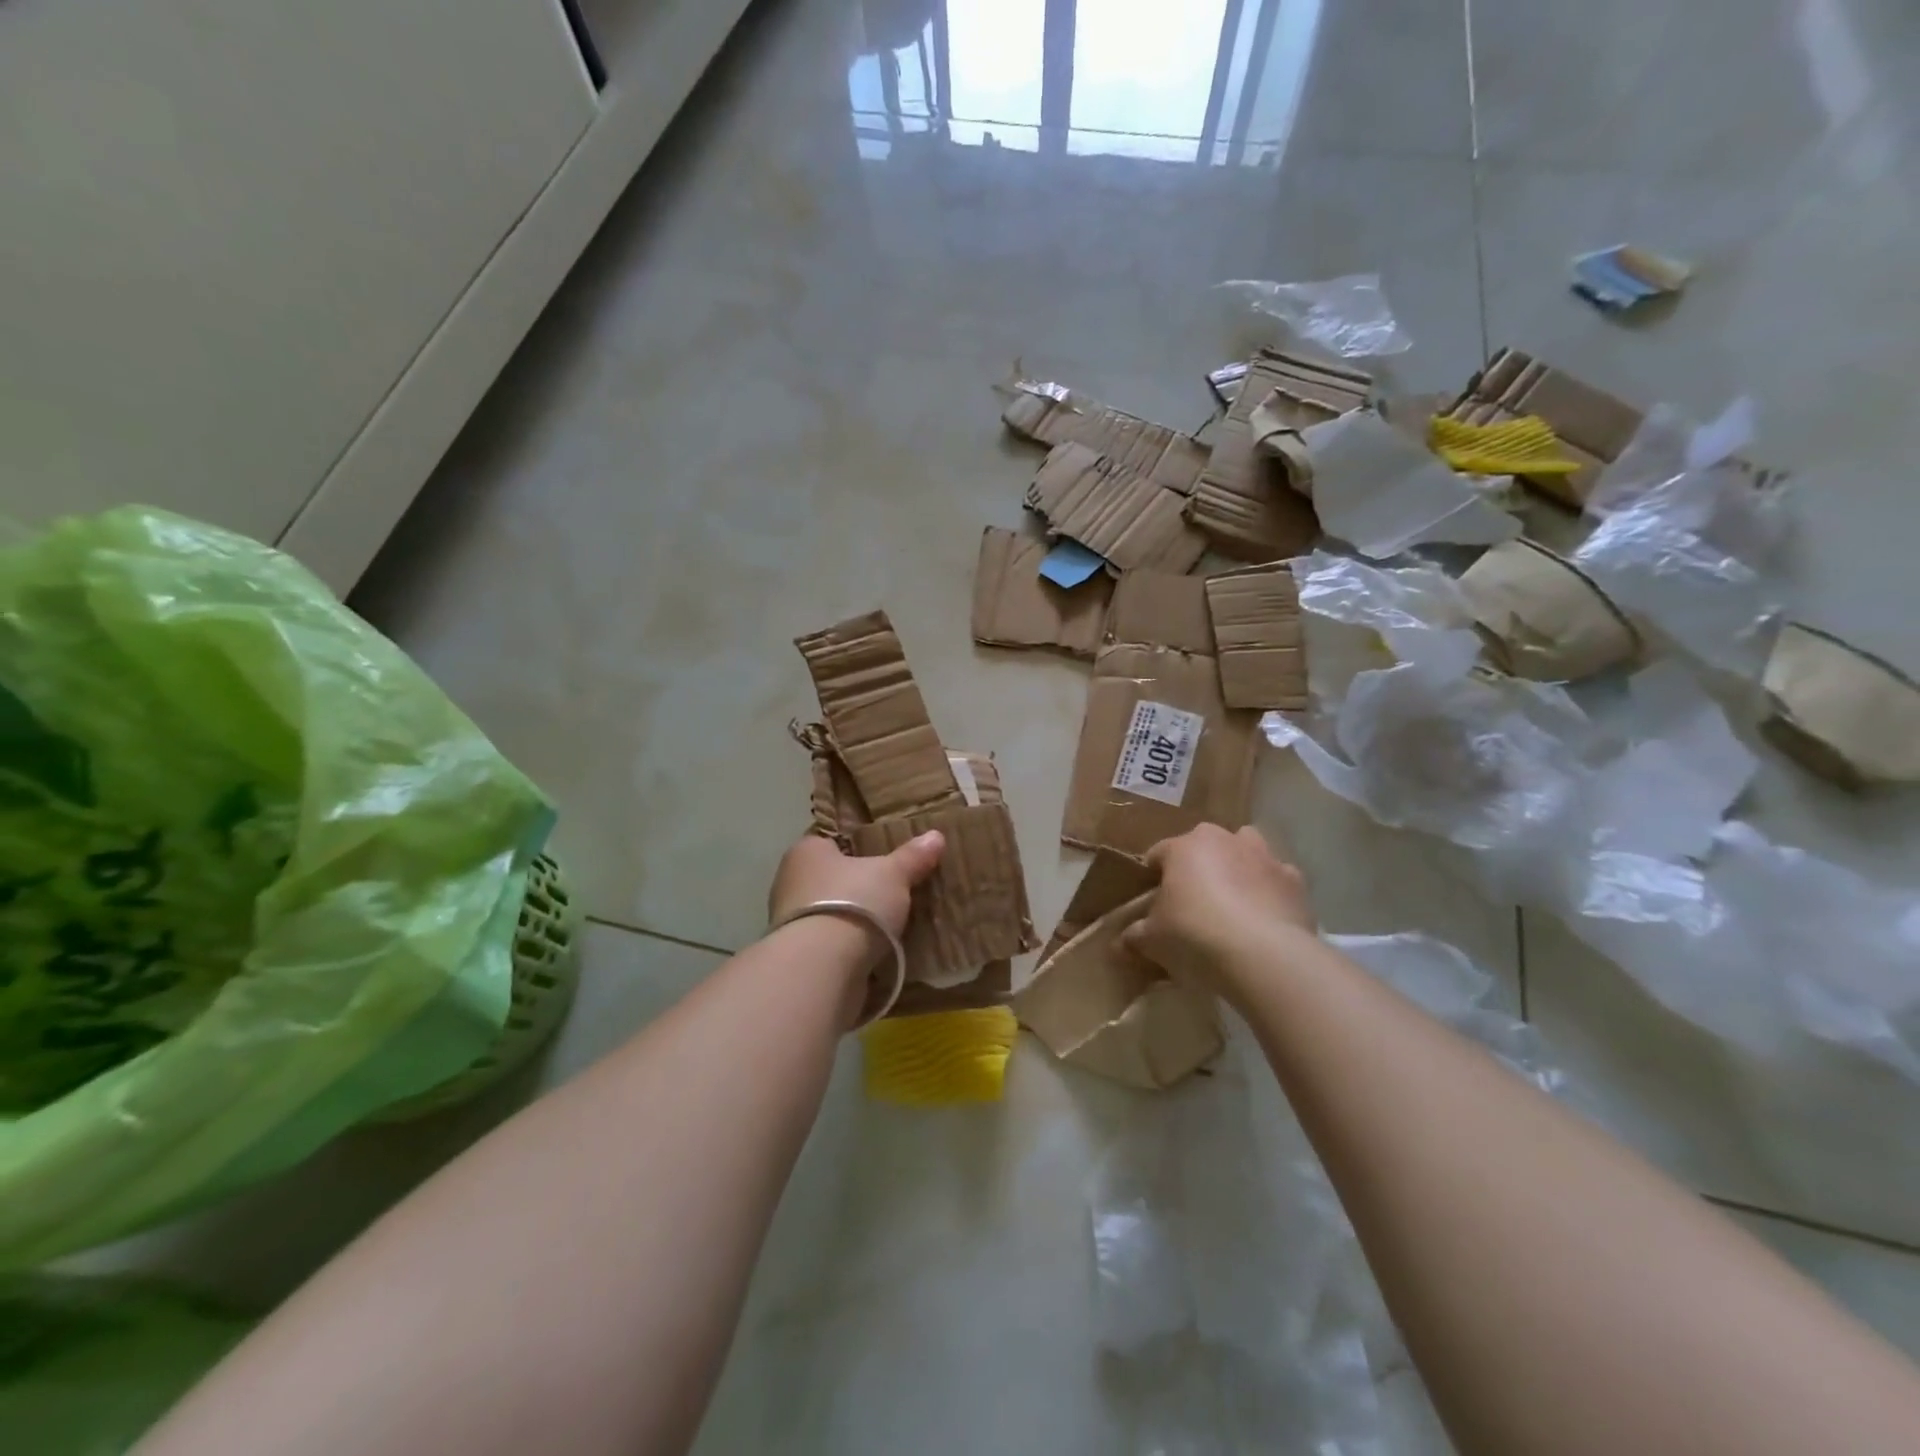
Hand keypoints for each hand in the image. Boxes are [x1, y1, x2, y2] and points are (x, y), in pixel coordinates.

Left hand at [767, 830, 946, 958]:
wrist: (821, 969)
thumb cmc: (853, 903)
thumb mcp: (893, 874)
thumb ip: (912, 857)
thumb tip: (935, 836)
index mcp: (806, 851)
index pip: (832, 840)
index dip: (858, 845)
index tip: (884, 854)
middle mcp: (791, 882)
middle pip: (832, 877)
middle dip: (858, 884)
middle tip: (894, 887)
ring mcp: (792, 923)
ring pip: (831, 912)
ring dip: (855, 919)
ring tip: (892, 921)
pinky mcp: (801, 957)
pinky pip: (832, 943)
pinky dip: (851, 946)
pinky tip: (878, 949)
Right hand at [1122, 825, 1314, 999]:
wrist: (1264, 956)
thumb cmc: (1195, 936)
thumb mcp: (1152, 940)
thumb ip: (1134, 935)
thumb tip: (1120, 942)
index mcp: (1184, 846)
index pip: (1158, 854)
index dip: (1152, 877)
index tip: (1150, 902)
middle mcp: (1225, 840)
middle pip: (1204, 846)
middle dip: (1198, 867)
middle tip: (1192, 903)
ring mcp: (1265, 856)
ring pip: (1246, 852)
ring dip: (1238, 869)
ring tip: (1232, 904)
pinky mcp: (1295, 881)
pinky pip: (1276, 880)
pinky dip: (1269, 893)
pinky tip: (1264, 920)